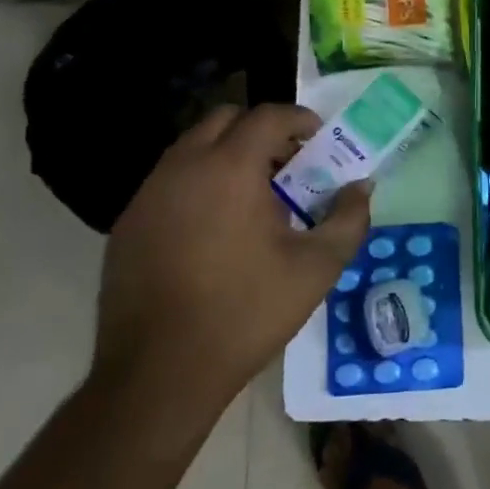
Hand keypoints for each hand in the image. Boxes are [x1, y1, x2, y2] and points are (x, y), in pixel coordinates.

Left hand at [93, 104, 369, 427]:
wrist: (159, 373)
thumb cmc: (246, 312)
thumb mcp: (316, 268)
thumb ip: (348, 218)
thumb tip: (362, 187)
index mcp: (229, 169)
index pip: (267, 115)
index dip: (299, 119)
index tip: (319, 139)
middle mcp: (183, 167)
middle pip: (224, 119)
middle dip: (261, 131)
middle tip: (287, 165)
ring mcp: (148, 194)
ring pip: (192, 147)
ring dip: (227, 155)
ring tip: (254, 198)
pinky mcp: (128, 223)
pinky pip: (169, 181)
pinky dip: (198, 183)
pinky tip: (215, 229)